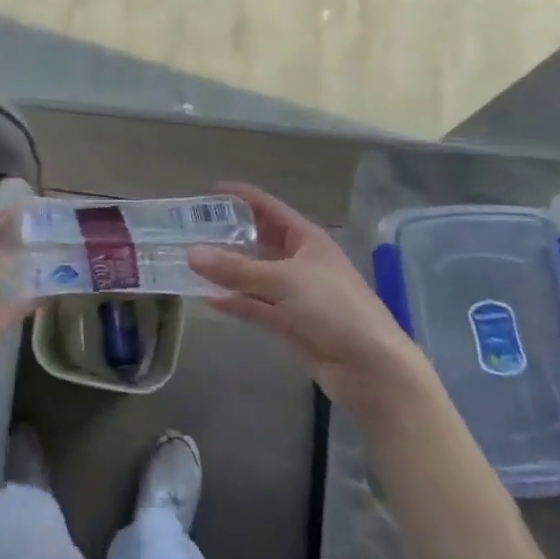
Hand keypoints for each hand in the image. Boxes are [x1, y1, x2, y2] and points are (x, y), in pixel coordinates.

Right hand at [187, 183, 432, 420]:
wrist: (370, 367)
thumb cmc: (334, 307)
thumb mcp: (283, 280)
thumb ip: (235, 269)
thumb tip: (190, 253)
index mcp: (306, 239)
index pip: (269, 208)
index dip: (242, 197)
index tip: (209, 191)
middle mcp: (299, 262)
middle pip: (258, 241)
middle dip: (228, 235)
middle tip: (190, 230)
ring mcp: (294, 294)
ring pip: (253, 276)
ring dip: (226, 271)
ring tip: (190, 262)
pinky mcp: (288, 323)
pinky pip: (255, 306)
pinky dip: (234, 303)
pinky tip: (207, 298)